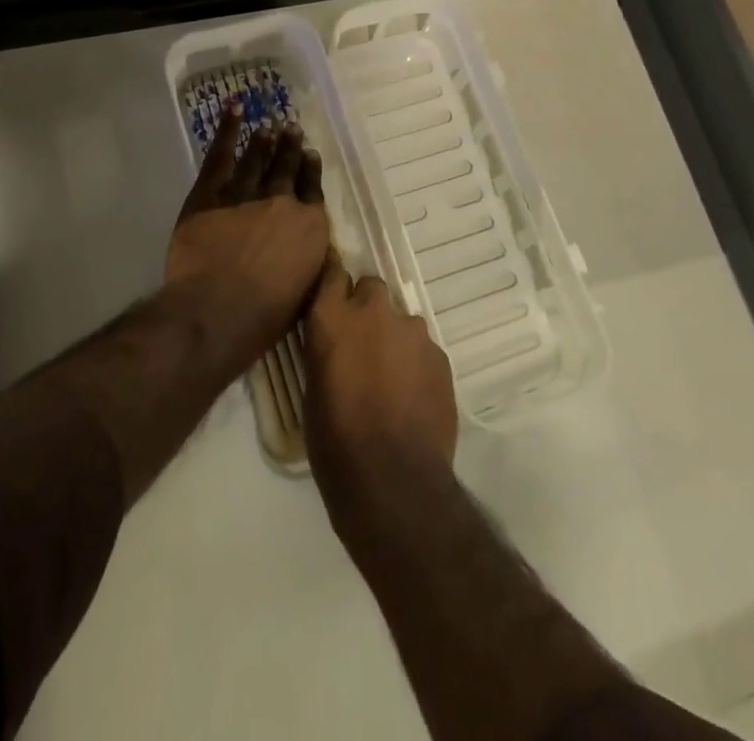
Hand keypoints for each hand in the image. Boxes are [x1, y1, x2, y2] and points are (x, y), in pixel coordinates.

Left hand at [166, 103, 329, 371]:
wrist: (218, 310)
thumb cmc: (265, 315)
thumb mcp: (304, 292)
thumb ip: (310, 263)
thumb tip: (312, 249)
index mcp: (310, 227)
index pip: (313, 190)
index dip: (311, 171)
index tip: (310, 154)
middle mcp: (282, 202)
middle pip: (287, 169)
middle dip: (290, 148)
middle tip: (291, 129)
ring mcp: (245, 194)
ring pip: (257, 160)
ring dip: (264, 142)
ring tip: (268, 128)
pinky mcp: (210, 194)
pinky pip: (221, 156)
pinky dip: (228, 131)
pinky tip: (235, 111)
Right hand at [304, 257, 458, 522]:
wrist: (394, 481)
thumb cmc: (335, 443)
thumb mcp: (313, 390)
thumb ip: (326, 350)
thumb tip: (336, 345)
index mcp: (333, 318)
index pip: (332, 272)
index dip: (334, 282)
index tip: (333, 294)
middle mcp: (373, 312)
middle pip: (372, 287)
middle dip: (367, 307)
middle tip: (362, 343)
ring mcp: (412, 331)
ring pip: (401, 319)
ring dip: (394, 337)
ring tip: (390, 377)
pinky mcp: (440, 354)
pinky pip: (423, 347)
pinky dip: (416, 362)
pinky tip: (412, 396)